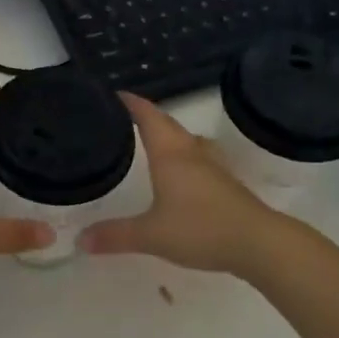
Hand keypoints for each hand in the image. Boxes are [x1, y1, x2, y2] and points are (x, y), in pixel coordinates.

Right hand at [80, 94, 278, 273]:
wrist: (258, 243)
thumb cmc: (201, 229)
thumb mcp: (150, 235)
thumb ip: (115, 236)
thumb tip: (80, 240)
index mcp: (170, 154)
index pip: (148, 116)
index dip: (132, 103)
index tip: (114, 95)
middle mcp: (191, 152)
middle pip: (167, 124)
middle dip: (147, 116)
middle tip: (124, 117)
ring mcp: (212, 167)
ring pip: (186, 140)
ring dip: (169, 134)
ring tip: (151, 140)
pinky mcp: (226, 183)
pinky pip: (198, 157)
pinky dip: (183, 155)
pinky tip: (181, 172)